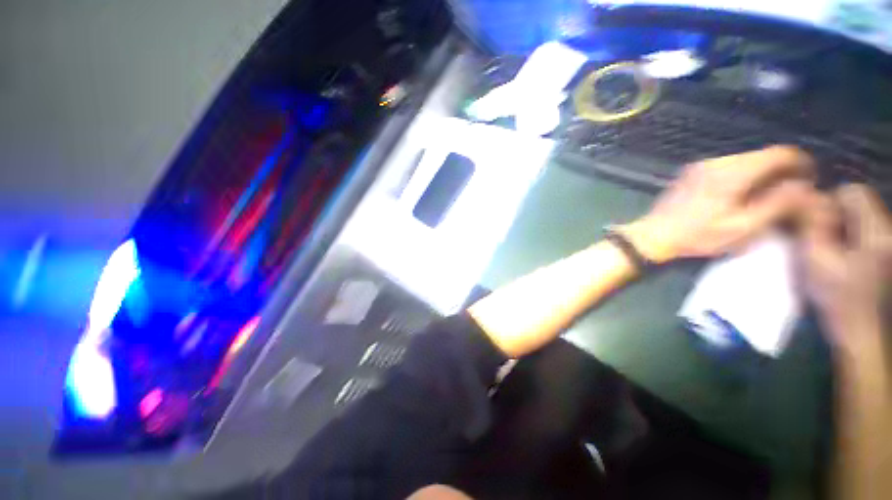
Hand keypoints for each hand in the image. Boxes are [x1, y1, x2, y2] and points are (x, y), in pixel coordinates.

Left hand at [620, 146, 816, 263]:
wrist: (653, 235)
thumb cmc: (698, 236)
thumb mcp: (743, 227)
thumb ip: (777, 204)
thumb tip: (803, 186)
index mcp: (733, 171)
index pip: (780, 153)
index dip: (801, 163)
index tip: (810, 180)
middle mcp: (717, 161)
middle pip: (762, 155)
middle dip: (782, 169)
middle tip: (792, 192)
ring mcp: (701, 165)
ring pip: (745, 160)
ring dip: (762, 172)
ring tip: (770, 194)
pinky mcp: (692, 173)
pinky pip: (727, 166)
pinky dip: (743, 175)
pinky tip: (743, 194)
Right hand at [801, 184, 891, 349]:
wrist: (860, 330)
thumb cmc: (836, 297)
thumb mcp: (815, 260)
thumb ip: (813, 226)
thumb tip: (808, 199)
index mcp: (877, 233)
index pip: (854, 193)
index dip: (830, 201)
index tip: (814, 222)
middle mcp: (890, 232)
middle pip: (860, 204)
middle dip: (837, 215)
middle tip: (819, 238)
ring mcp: (891, 243)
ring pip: (862, 217)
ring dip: (843, 227)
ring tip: (830, 250)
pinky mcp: (888, 252)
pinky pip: (867, 231)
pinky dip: (851, 237)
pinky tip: (842, 255)